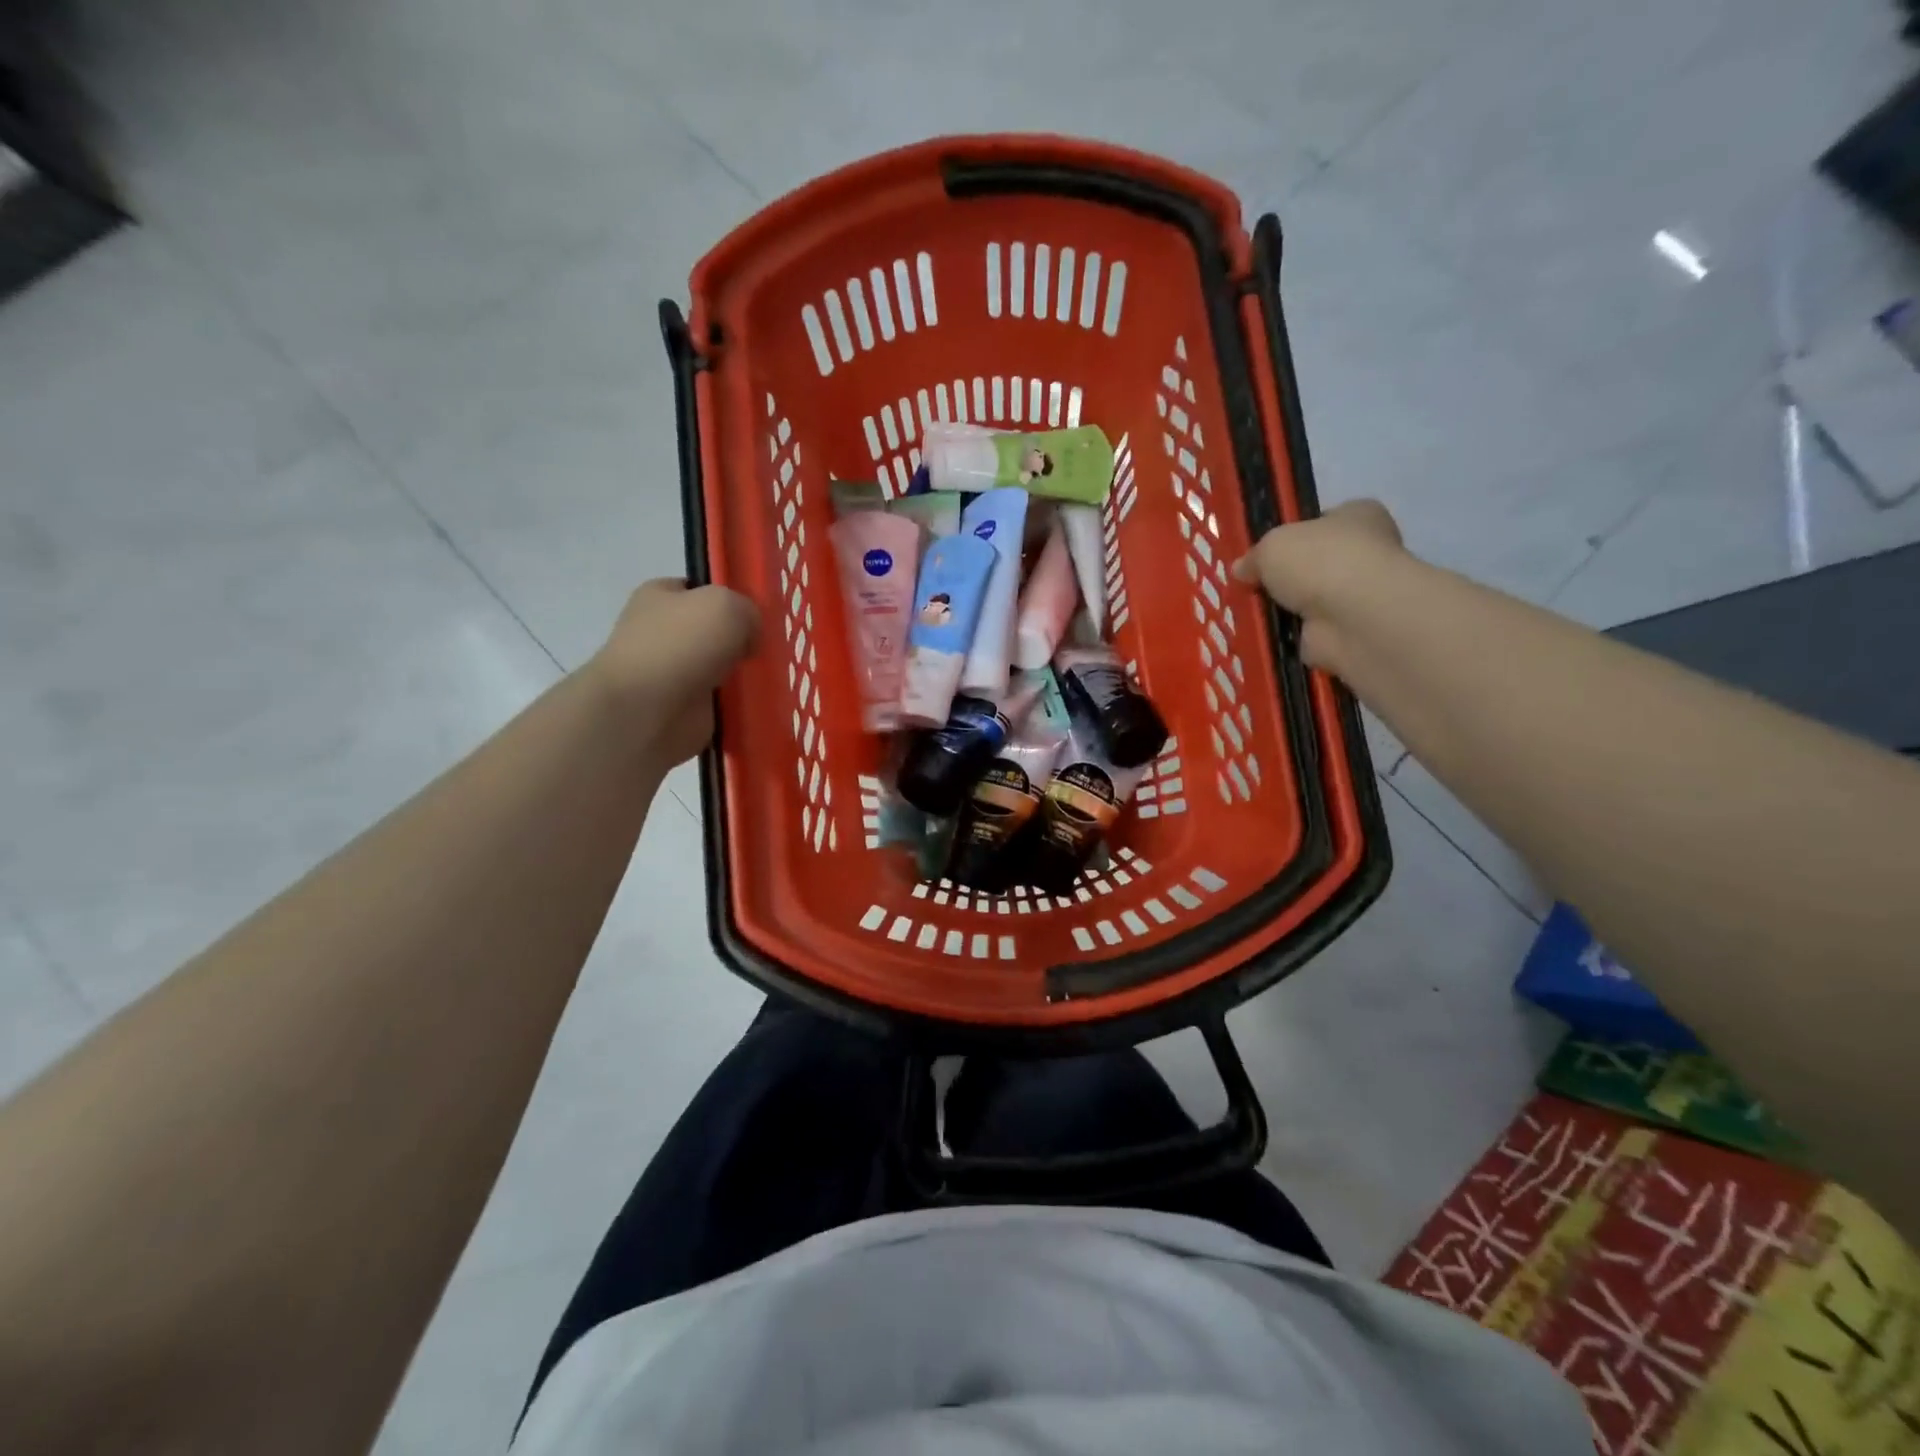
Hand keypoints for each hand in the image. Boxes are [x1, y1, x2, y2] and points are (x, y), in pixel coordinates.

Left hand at [590, 580, 759, 763]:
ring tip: (770, 676)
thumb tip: (748, 638)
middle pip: (713, 630)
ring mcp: (671, 673)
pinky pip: (721, 701)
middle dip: (740, 639)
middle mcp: (661, 632)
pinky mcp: (683, 708)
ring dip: (742, 674)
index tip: (757, 613)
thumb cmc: (682, 645)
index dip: (729, 596)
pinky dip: (739, 704)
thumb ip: (748, 610)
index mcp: (659, 596)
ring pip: (720, 667)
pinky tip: (758, 702)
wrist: (648, 711)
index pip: (699, 589)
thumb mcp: (727, 605)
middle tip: (768, 647)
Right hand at [1231, 500, 1404, 669]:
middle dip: (1286, 576)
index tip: (1265, 550)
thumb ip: (1254, 556)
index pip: (1323, 521)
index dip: (1294, 533)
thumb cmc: (1320, 562)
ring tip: (1249, 612)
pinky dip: (1288, 636)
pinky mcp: (1347, 632)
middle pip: (1315, 563)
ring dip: (1285, 609)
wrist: (1353, 617)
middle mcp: (1365, 553)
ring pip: (1310, 601)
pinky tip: (1264, 636)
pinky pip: (1308, 633)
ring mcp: (1358, 596)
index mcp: (1359, 516)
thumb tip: (1241, 569)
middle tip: (1251, 585)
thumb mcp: (1271, 546)